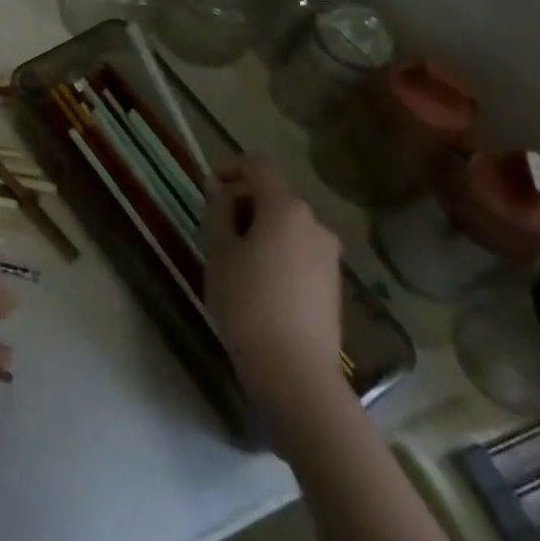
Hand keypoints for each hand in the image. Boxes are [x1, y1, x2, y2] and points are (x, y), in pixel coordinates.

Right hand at [205, 158, 347, 431]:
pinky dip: (276, 248)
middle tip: (213, 224)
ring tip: (232, 254)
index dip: (229, 166)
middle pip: (274, 194)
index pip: (257, 166)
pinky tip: (257, 278)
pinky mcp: (332, 283)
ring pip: (287, 223)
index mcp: (286, 208)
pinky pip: (299, 248)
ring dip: (259, 225)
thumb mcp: (219, 250)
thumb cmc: (247, 303)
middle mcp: (314, 223)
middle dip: (242, 200)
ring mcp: (328, 255)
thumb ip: (218, 210)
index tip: (206, 185)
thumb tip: (218, 186)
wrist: (296, 374)